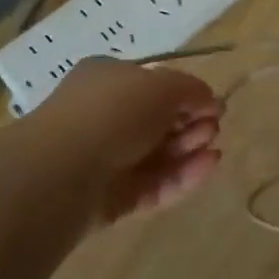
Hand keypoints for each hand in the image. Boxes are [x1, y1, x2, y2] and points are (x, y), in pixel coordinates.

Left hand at [35, 58, 222, 222]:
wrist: (63, 171)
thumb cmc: (113, 112)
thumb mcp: (161, 85)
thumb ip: (190, 90)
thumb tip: (209, 101)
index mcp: (107, 79)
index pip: (152, 84)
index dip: (186, 94)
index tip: (213, 105)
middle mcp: (104, 116)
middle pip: (157, 121)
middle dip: (190, 123)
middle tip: (215, 128)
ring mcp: (107, 159)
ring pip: (157, 155)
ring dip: (189, 149)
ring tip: (214, 148)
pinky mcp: (113, 198)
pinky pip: (154, 185)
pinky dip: (183, 176)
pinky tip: (208, 167)